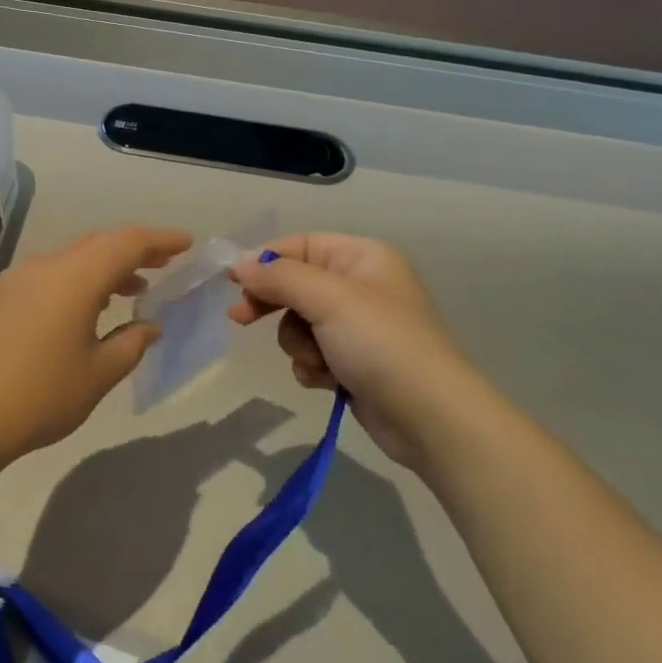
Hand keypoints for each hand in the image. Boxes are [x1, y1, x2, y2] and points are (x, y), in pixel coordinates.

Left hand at [0, 225, 190, 464]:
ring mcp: (15, 280)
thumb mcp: (98, 375)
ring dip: (104, 267)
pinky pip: (48, 274)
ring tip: (132, 290)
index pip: (126, 242)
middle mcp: (43, 266)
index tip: (186, 244)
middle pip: (97, 244)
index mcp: (73, 278)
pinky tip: (85, 309)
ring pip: (71, 258)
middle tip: (163, 265)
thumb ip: (130, 344)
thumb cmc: (39, 397)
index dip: (160, 240)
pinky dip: (77, 280)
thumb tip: (148, 326)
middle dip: (134, 250)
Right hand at [228, 233, 476, 470]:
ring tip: (319, 362)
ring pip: (298, 324)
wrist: (430, 418)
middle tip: (241, 319)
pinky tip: (328, 382)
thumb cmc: (382, 344)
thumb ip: (280, 277)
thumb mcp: (329, 300)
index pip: (301, 244)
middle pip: (295, 284)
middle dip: (273, 305)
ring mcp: (356, 327)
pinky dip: (313, 367)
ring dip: (299, 344)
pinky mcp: (352, 362)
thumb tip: (240, 263)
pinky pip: (312, 354)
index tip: (232, 281)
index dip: (265, 260)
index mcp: (362, 258)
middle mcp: (359, 286)